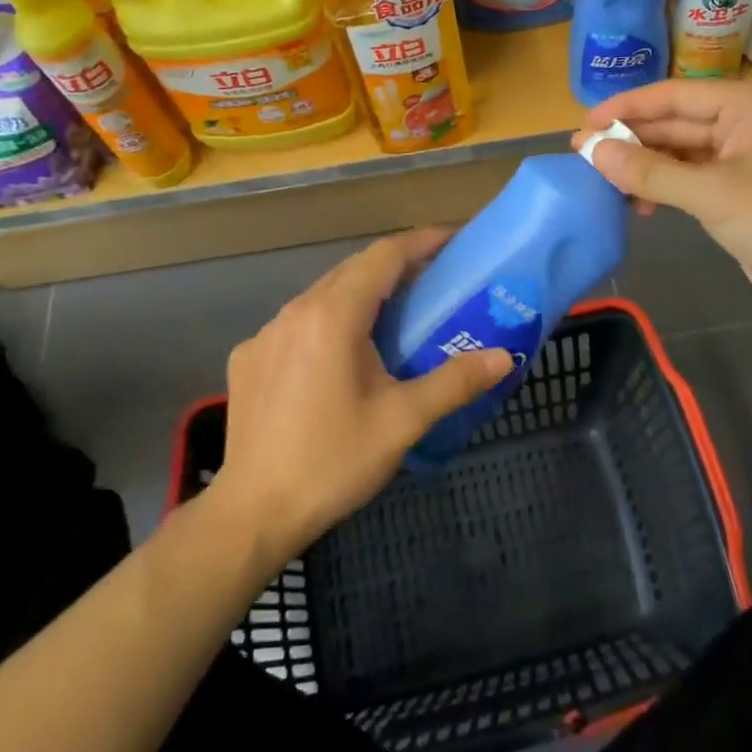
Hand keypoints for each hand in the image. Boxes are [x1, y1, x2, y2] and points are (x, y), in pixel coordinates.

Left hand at [214, 229, 512, 557]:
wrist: (253, 513)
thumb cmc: (333, 462)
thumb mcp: (403, 421)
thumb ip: (455, 382)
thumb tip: (503, 358)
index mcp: (334, 317)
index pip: (384, 256)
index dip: (422, 241)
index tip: (454, 238)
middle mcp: (295, 311)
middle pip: (353, 270)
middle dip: (396, 266)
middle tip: (435, 278)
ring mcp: (265, 334)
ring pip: (322, 294)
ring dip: (361, 293)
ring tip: (394, 315)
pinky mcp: (248, 358)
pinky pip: (296, 323)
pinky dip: (328, 322)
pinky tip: (340, 357)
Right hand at [575, 80, 751, 326]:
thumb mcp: (710, 194)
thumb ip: (649, 171)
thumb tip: (591, 151)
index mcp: (750, 104)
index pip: (676, 95)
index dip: (627, 107)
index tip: (585, 123)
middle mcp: (748, 121)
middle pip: (676, 122)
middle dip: (632, 139)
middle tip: (583, 153)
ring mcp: (744, 155)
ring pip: (681, 151)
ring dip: (645, 166)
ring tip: (604, 181)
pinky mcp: (740, 186)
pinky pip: (691, 175)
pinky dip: (664, 186)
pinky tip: (638, 203)